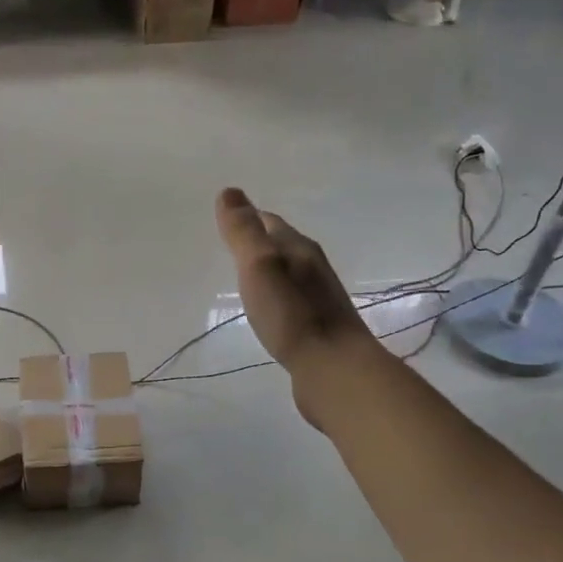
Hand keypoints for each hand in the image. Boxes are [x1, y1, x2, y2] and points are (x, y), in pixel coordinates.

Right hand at [214, 189, 378, 419]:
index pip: (271, 223)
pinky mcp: (318, 329)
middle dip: (260, 242)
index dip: (249, 219)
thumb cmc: (292, 315)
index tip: (227, 221)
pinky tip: (270, 312)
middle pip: (283, 246)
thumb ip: (243, 232)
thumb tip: (229, 192)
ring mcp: (319, 301)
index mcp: (300, 250)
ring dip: (270, 271)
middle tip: (233, 246)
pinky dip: (278, 298)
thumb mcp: (260, 266)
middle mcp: (314, 269)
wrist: (335, 369)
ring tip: (247, 276)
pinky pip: (293, 303)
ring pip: (290, 275)